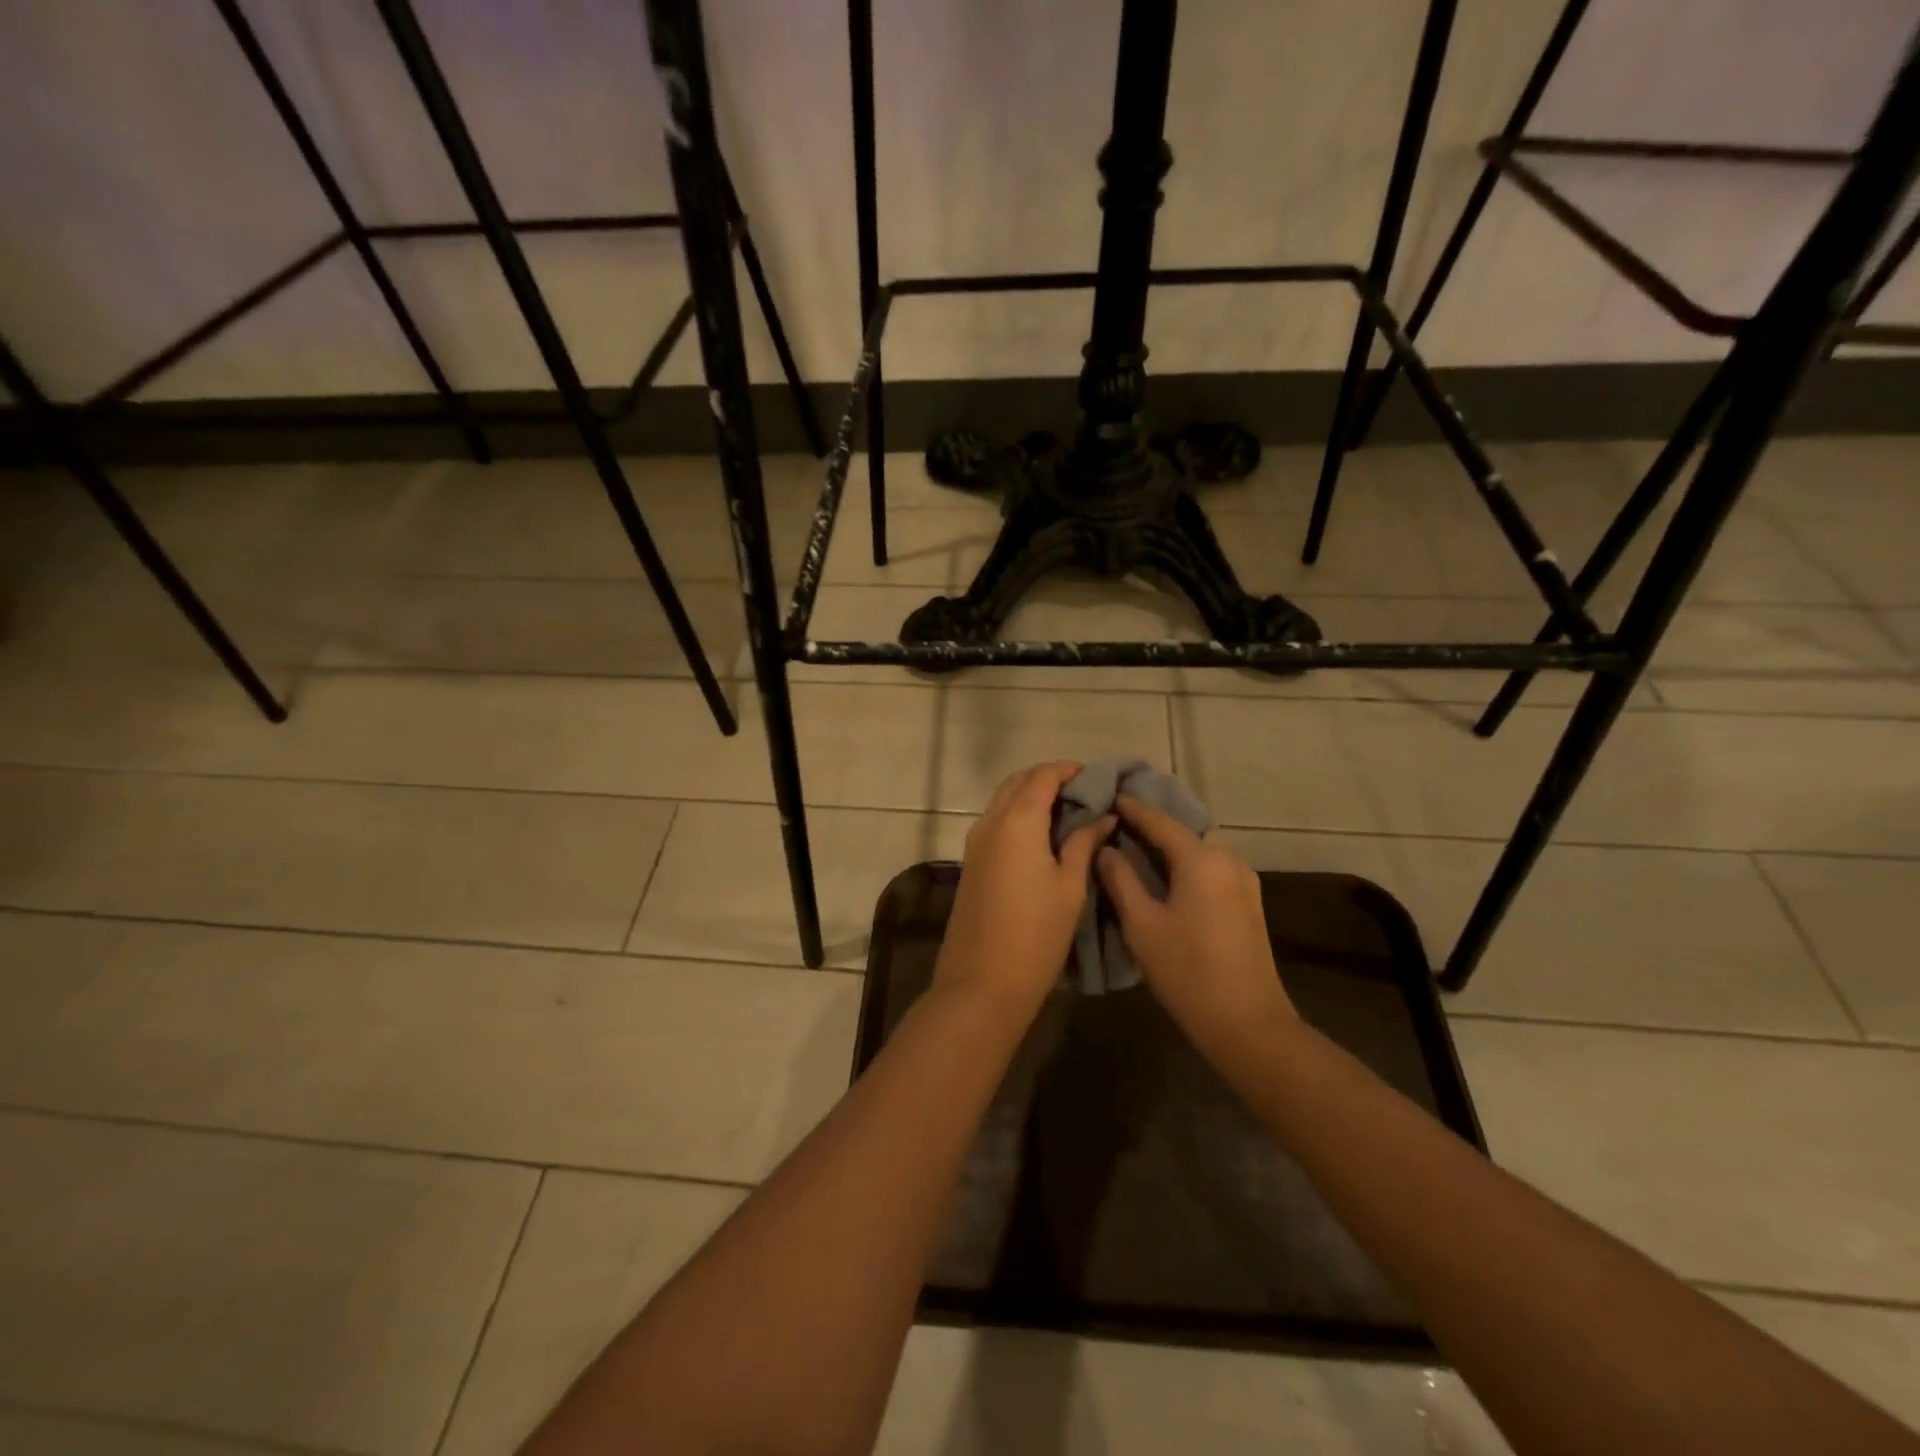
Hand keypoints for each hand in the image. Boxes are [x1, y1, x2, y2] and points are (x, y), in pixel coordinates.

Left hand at [936, 762, 1114, 1018]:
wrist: (982, 982)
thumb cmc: (1036, 934)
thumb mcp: (1070, 886)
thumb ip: (1084, 843)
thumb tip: (1103, 817)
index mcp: (1016, 820)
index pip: (1042, 776)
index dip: (1070, 771)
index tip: (1097, 779)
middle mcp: (990, 822)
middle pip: (1018, 782)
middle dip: (1049, 780)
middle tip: (1084, 795)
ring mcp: (975, 842)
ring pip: (1003, 802)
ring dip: (1032, 798)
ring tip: (1069, 815)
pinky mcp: (971, 862)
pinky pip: (996, 823)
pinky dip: (1019, 818)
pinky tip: (1044, 838)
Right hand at [1096, 795, 1295, 1060]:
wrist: (1247, 1022)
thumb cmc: (1187, 971)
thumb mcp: (1142, 924)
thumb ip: (1120, 879)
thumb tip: (1106, 849)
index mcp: (1200, 859)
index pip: (1159, 820)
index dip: (1132, 808)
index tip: (1108, 794)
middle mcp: (1227, 859)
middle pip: (1183, 830)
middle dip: (1152, 823)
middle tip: (1117, 822)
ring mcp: (1243, 880)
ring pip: (1199, 848)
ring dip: (1171, 845)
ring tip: (1137, 848)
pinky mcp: (1248, 901)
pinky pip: (1212, 867)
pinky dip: (1187, 862)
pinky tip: (1167, 876)